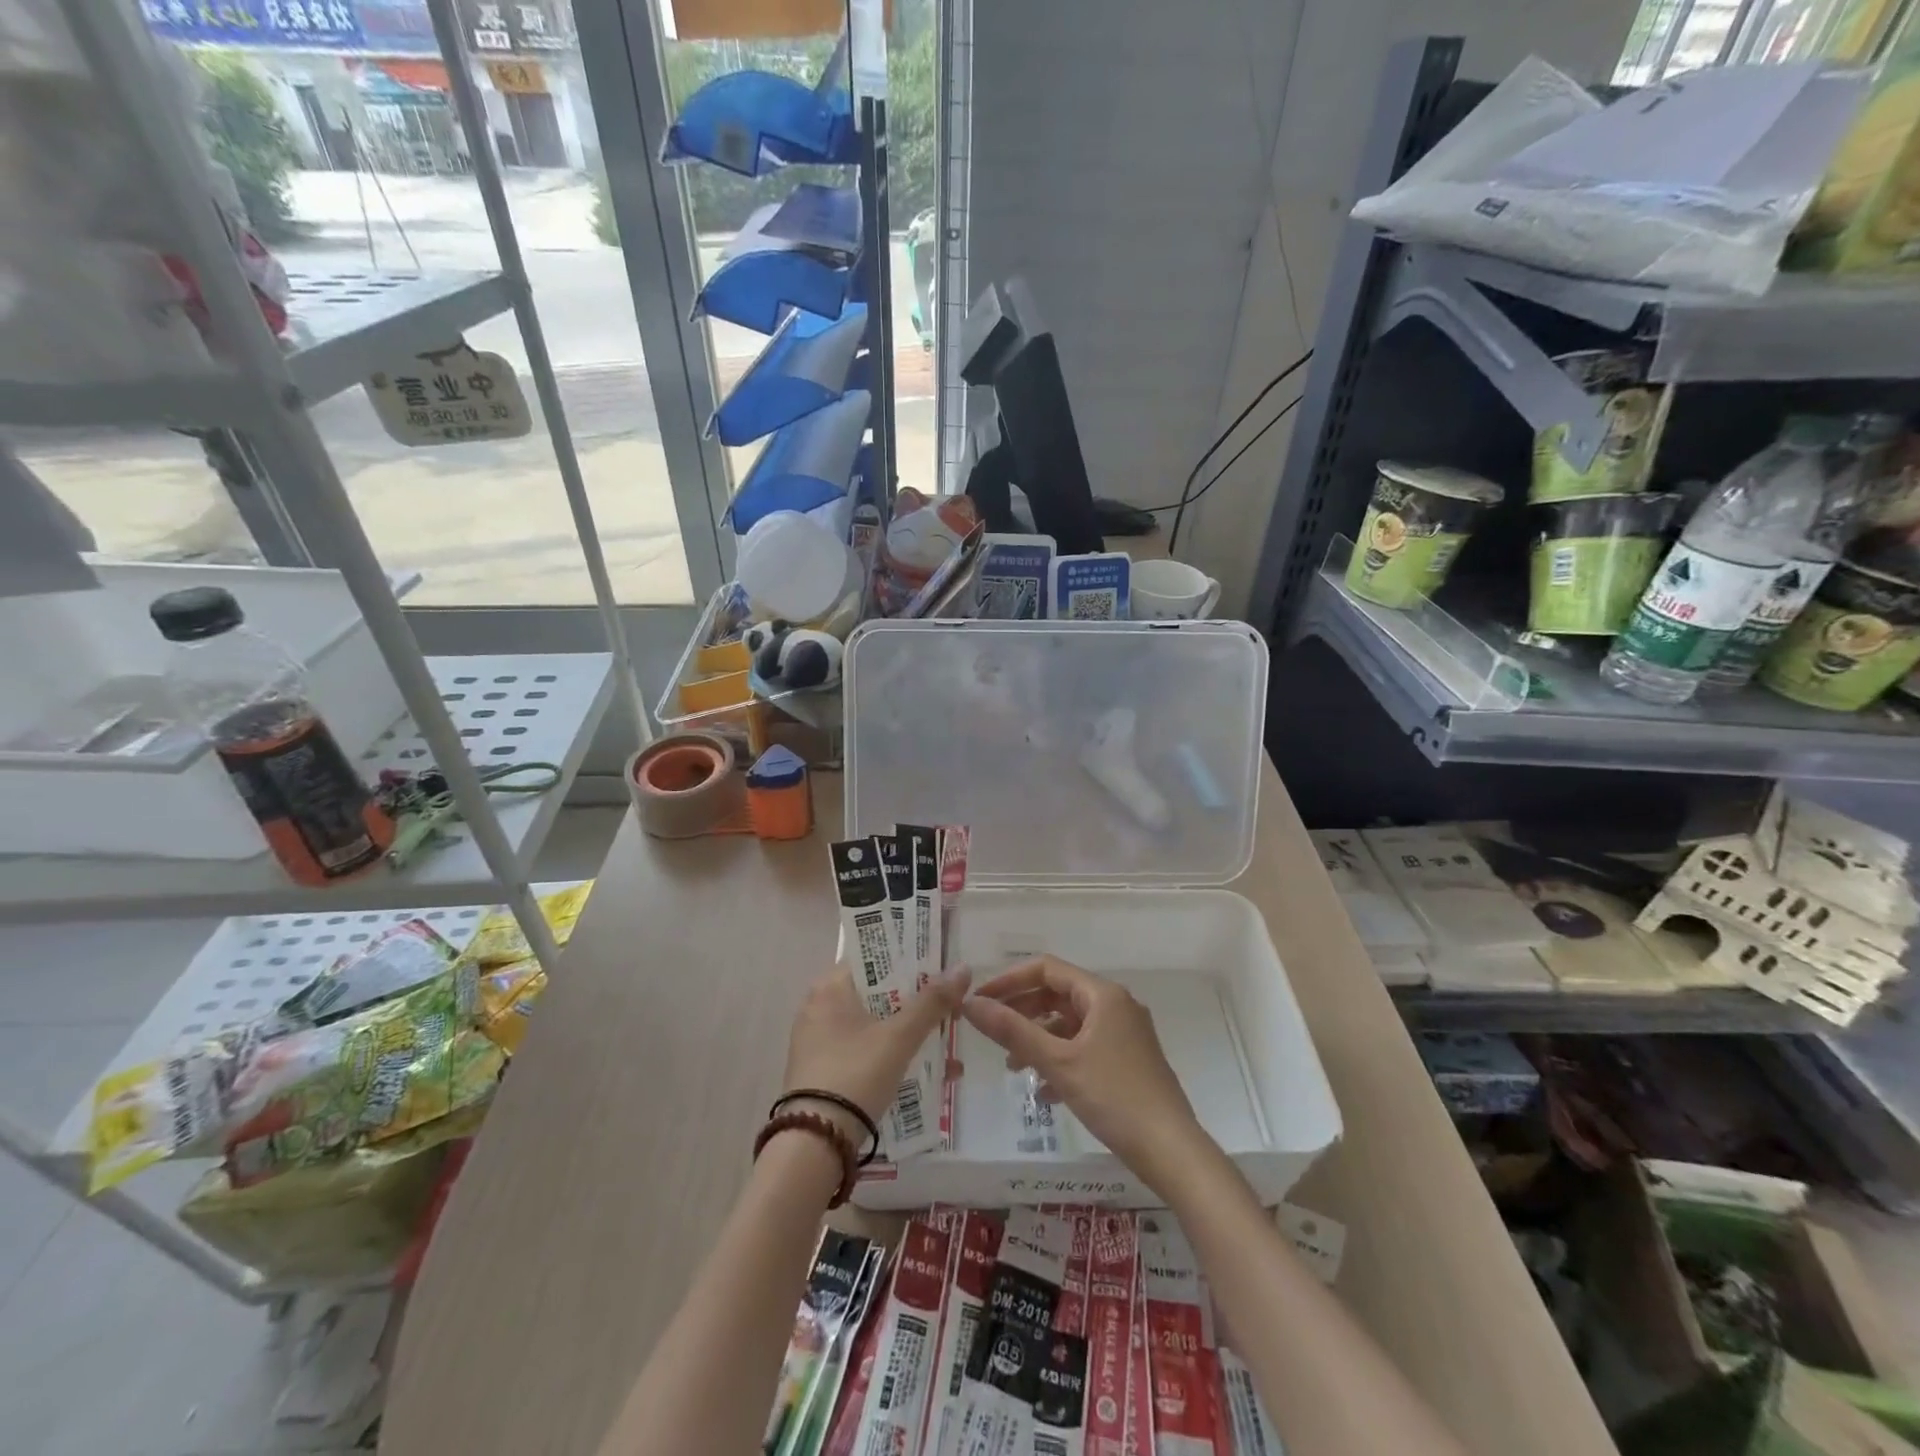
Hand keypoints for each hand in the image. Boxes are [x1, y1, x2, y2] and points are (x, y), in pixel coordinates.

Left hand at [783, 966, 971, 1140]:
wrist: (814, 1144)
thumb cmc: (855, 1074)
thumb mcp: (899, 1036)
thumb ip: (932, 1002)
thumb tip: (963, 968)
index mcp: (830, 986)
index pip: (874, 958)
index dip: (909, 960)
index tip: (940, 967)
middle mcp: (818, 1006)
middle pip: (877, 992)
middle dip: (915, 1002)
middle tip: (950, 1007)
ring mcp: (818, 1040)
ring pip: (874, 1024)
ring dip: (908, 1031)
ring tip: (946, 1043)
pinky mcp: (822, 1070)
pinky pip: (864, 1049)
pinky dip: (891, 1053)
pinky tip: (924, 1070)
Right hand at [961, 956, 1203, 1194]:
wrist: (1172, 1151)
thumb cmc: (1114, 1097)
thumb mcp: (1058, 1062)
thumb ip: (1012, 1031)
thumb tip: (970, 1003)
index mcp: (1102, 995)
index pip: (1046, 969)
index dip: (1009, 980)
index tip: (980, 999)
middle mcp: (1115, 1005)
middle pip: (1058, 995)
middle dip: (1022, 1012)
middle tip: (991, 1031)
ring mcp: (1124, 1034)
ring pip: (1070, 1024)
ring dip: (1039, 1039)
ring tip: (1012, 1066)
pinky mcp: (1128, 1061)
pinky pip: (1085, 1047)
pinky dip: (1060, 1059)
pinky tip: (1043, 1092)